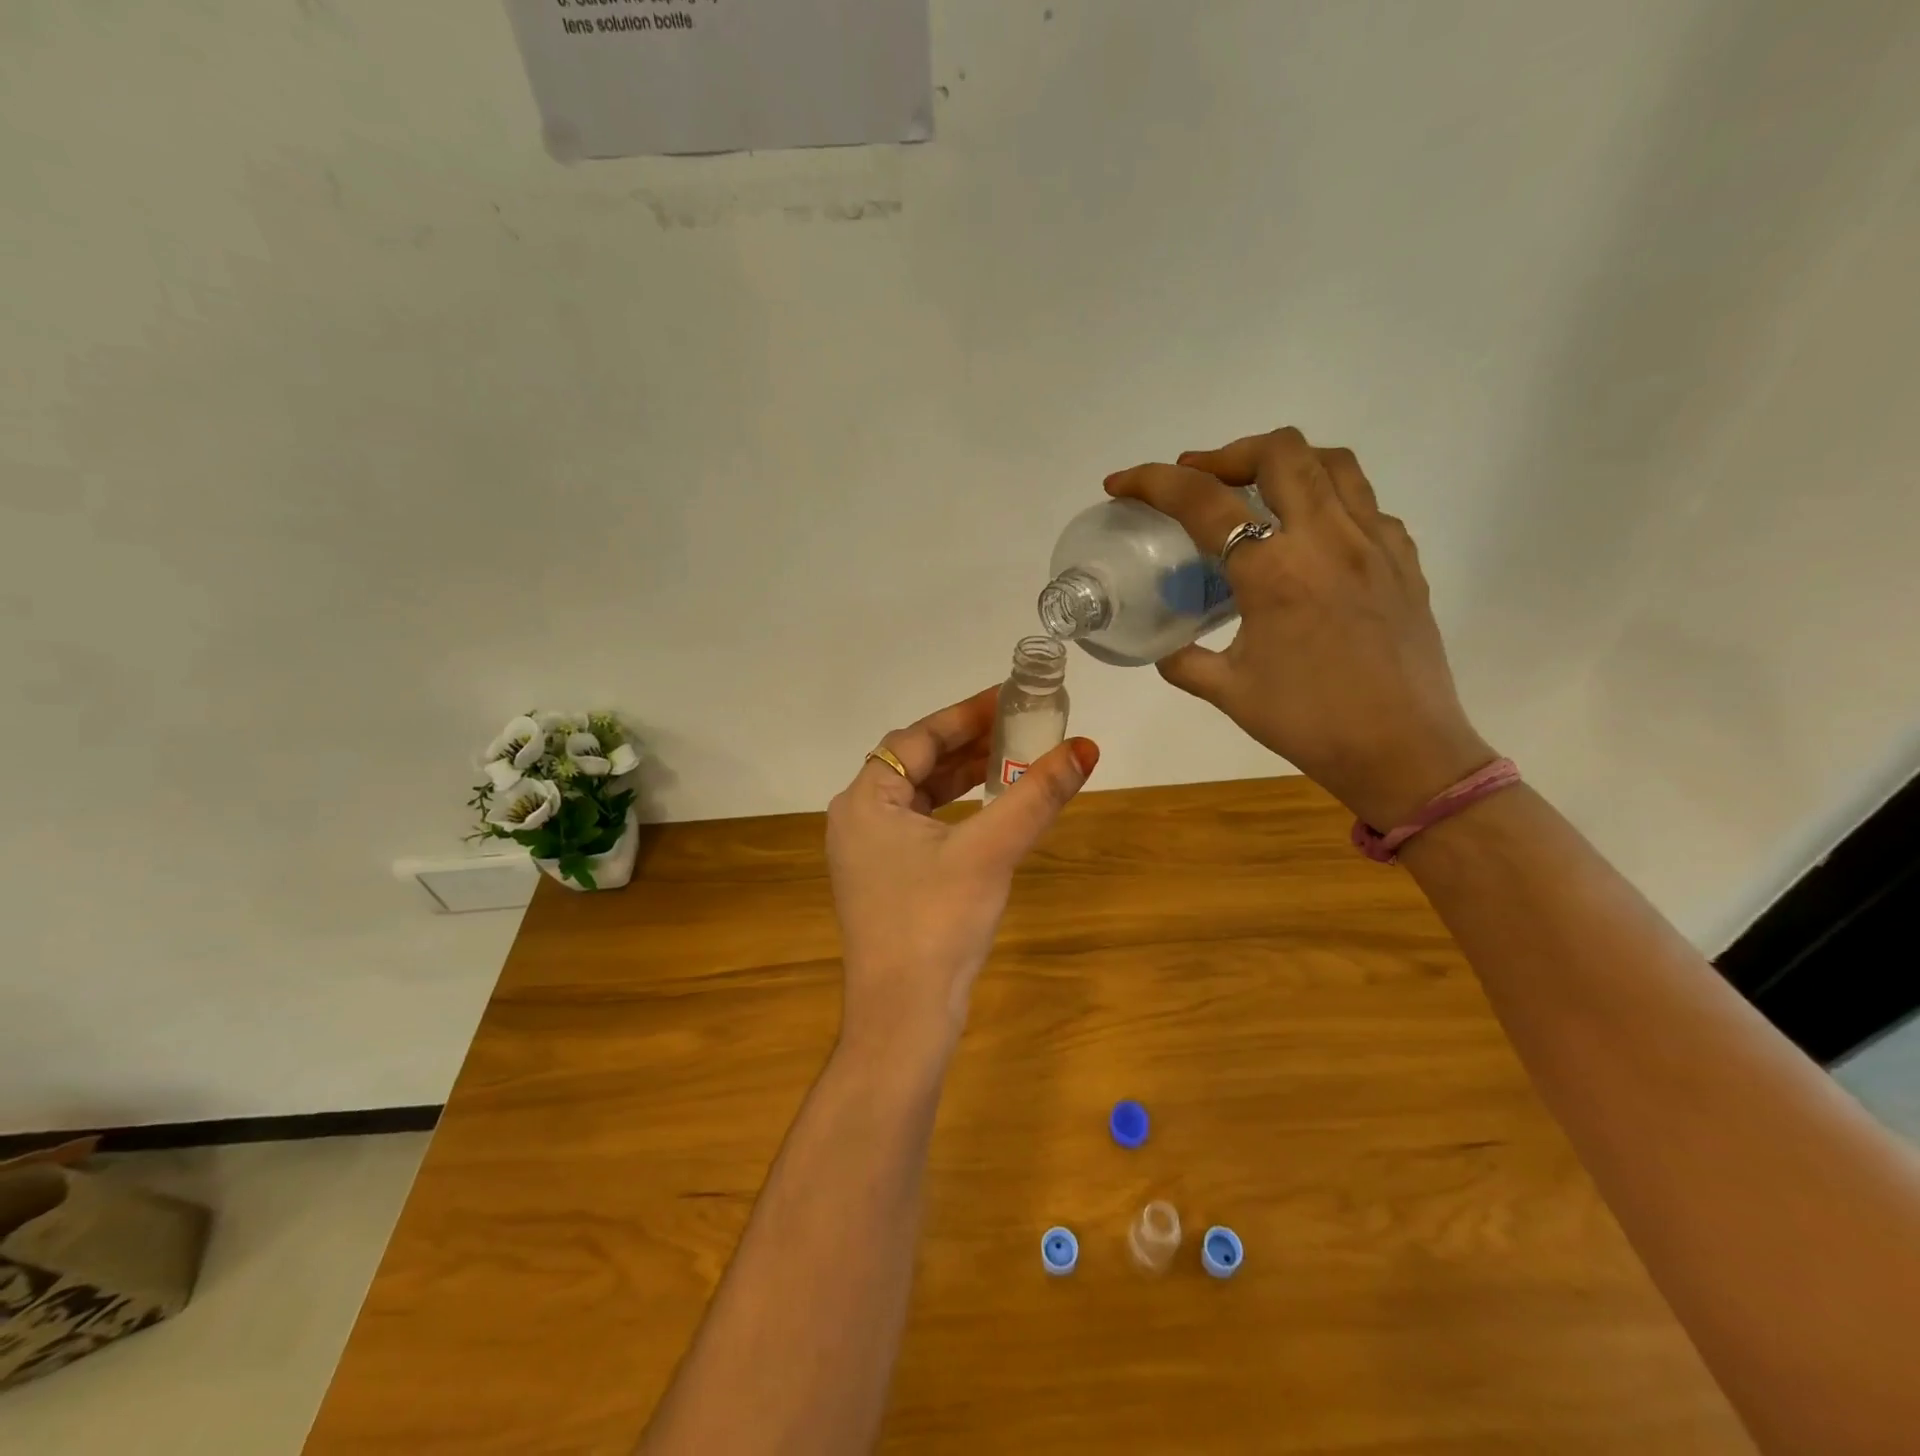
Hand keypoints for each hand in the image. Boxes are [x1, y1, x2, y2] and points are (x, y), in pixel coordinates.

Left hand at [827, 688, 1098, 1062]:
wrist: (903, 1020)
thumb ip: (1036, 795)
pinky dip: (954, 811)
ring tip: (1011, 758)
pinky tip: (988, 810)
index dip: (964, 715)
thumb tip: (1085, 748)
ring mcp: (868, 854)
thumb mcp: (990, 852)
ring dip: (962, 776)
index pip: (916, 738)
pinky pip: (921, 826)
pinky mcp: (884, 881)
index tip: (1007, 698)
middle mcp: (857, 820)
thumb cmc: (937, 924)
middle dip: (966, 744)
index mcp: (865, 801)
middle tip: (1017, 725)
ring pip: (918, 796)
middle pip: (915, 763)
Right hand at [1106, 427, 1492, 829]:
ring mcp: (1374, 543)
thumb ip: (1185, 662)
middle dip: (1225, 454)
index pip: (1202, 501)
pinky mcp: (1403, 560)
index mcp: (1274, 571)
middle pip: (1277, 452)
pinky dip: (1327, 498)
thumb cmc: (1311, 724)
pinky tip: (1310, 534)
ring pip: (1332, 462)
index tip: (1121, 483)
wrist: (1405, 752)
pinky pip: (1364, 503)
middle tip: (1198, 479)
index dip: (1151, 482)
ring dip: (1282, 462)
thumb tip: (1165, 649)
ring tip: (1254, 489)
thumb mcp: (1229, 693)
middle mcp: (1327, 539)